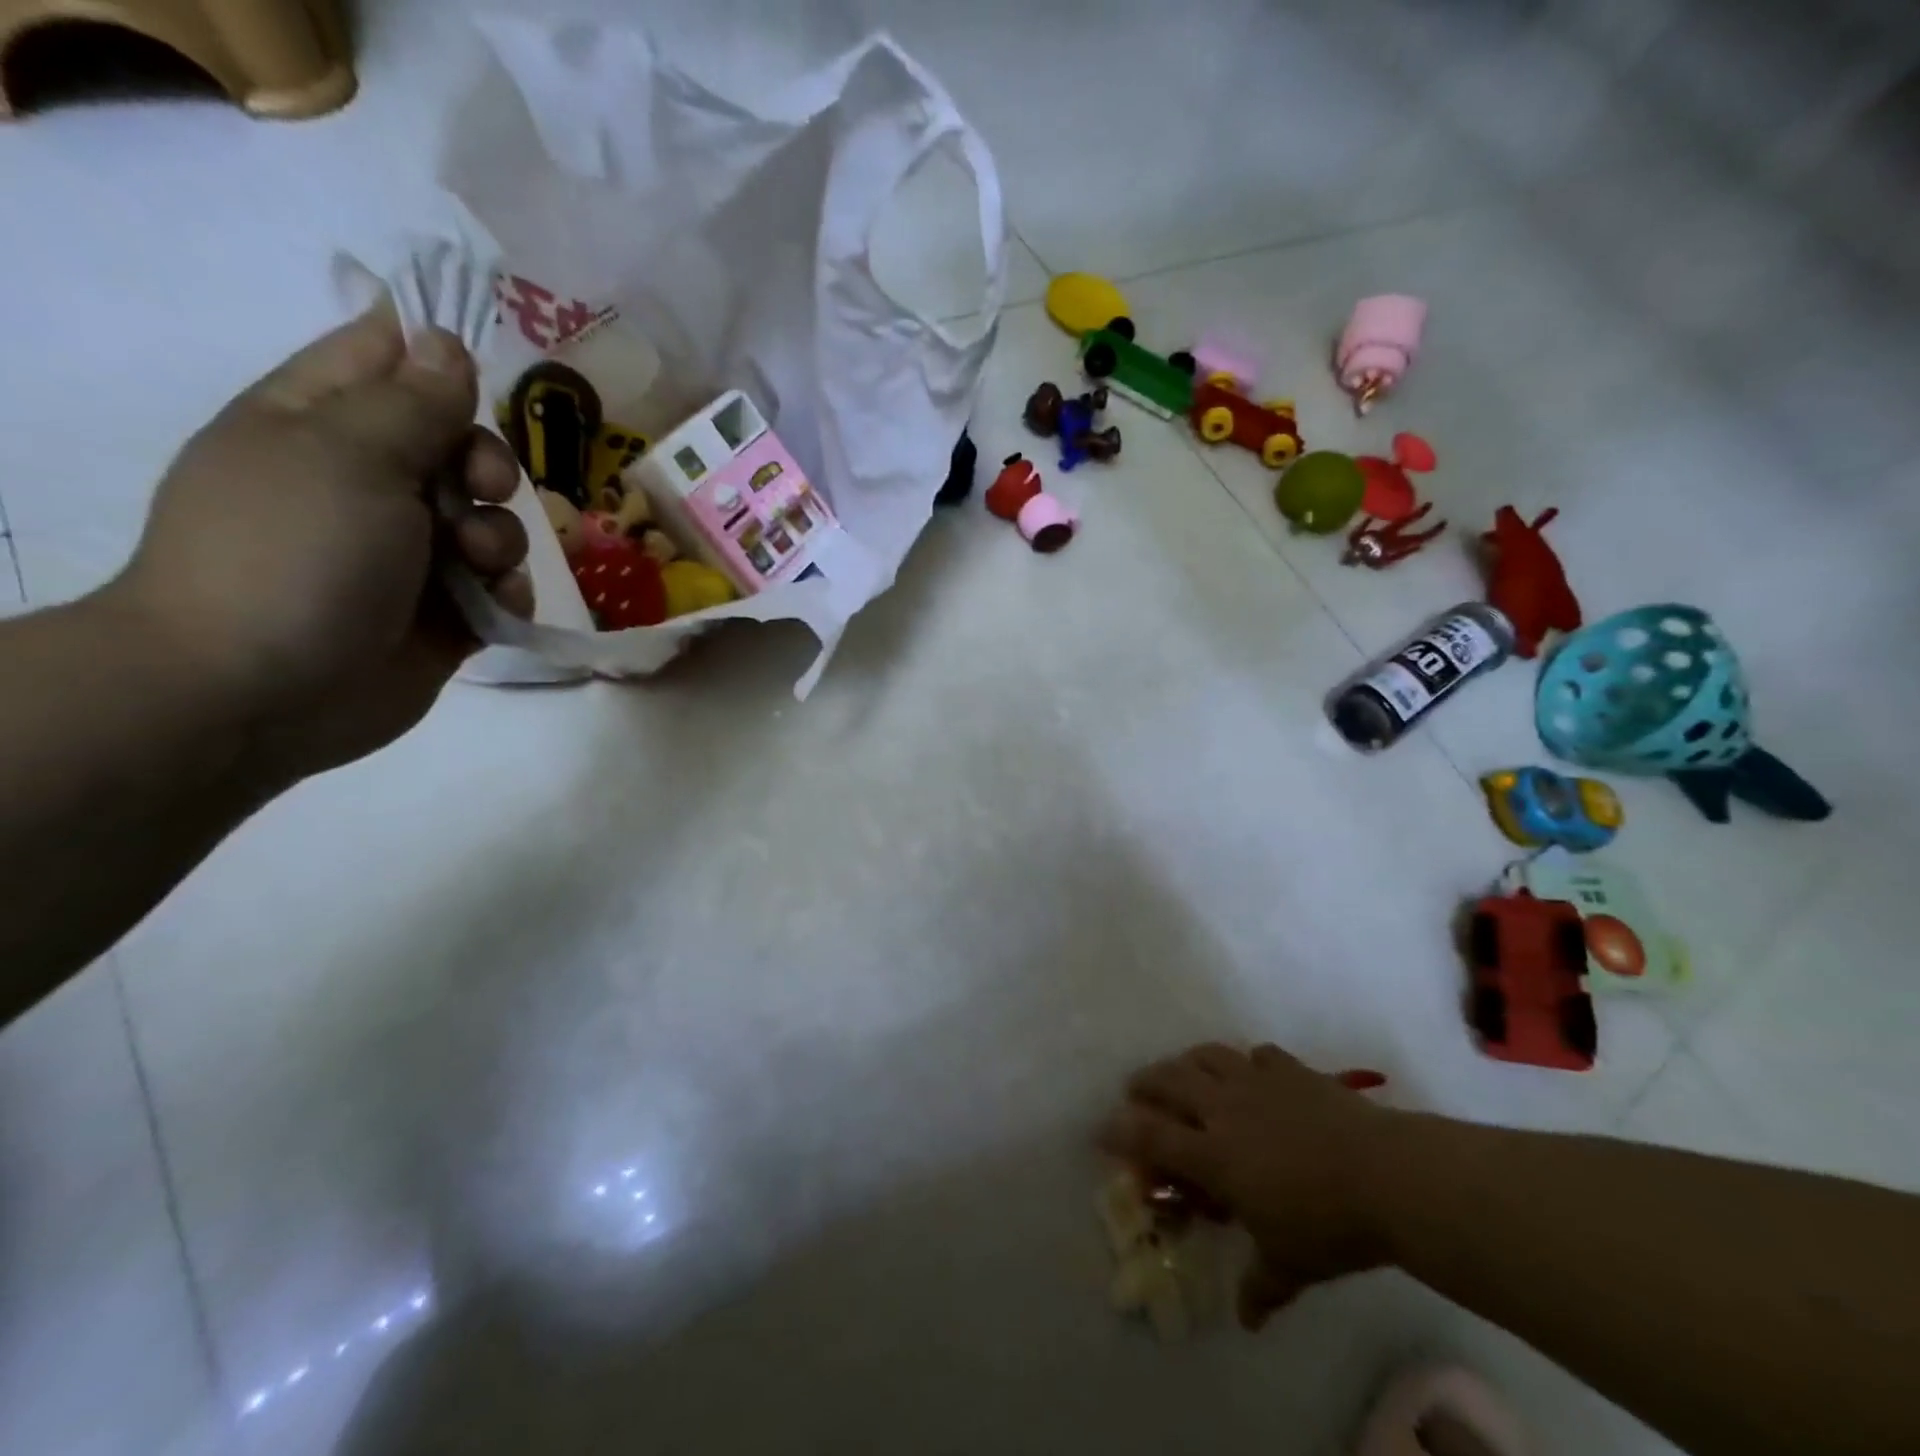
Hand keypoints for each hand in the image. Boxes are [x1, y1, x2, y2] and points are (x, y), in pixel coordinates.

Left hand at [115, 302, 533, 782]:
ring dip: (501, 535)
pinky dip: (506, 590)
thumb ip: (411, 400)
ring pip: (493, 519)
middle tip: (479, 488)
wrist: (263, 691)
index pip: (388, 358)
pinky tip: (491, 605)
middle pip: (461, 444)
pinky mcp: (447, 611)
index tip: (485, 378)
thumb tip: (446, 341)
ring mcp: (411, 551)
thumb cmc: (295, 553)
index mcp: (323, 421)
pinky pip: (503, 584)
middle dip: (487, 465)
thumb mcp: (350, 455)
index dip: (441, 358)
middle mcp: (371, 481)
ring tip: (476, 564)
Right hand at [1101, 1042, 1395, 1329]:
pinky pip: (1258, 1054)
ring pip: (1206, 1056)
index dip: (1120, 1131)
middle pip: (1169, 1080)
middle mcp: (1224, 1108)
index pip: (1151, 1137)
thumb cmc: (1327, 1224)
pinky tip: (1254, 1072)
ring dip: (1188, 1061)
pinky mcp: (1291, 1070)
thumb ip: (1261, 1287)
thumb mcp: (1288, 1264)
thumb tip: (1248, 1321)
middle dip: (1145, 1082)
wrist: (1385, 1175)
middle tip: (1136, 1089)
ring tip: (1185, 1070)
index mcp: (1214, 1154)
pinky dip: (1248, 1062)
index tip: (1100, 1129)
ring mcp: (1257, 1081)